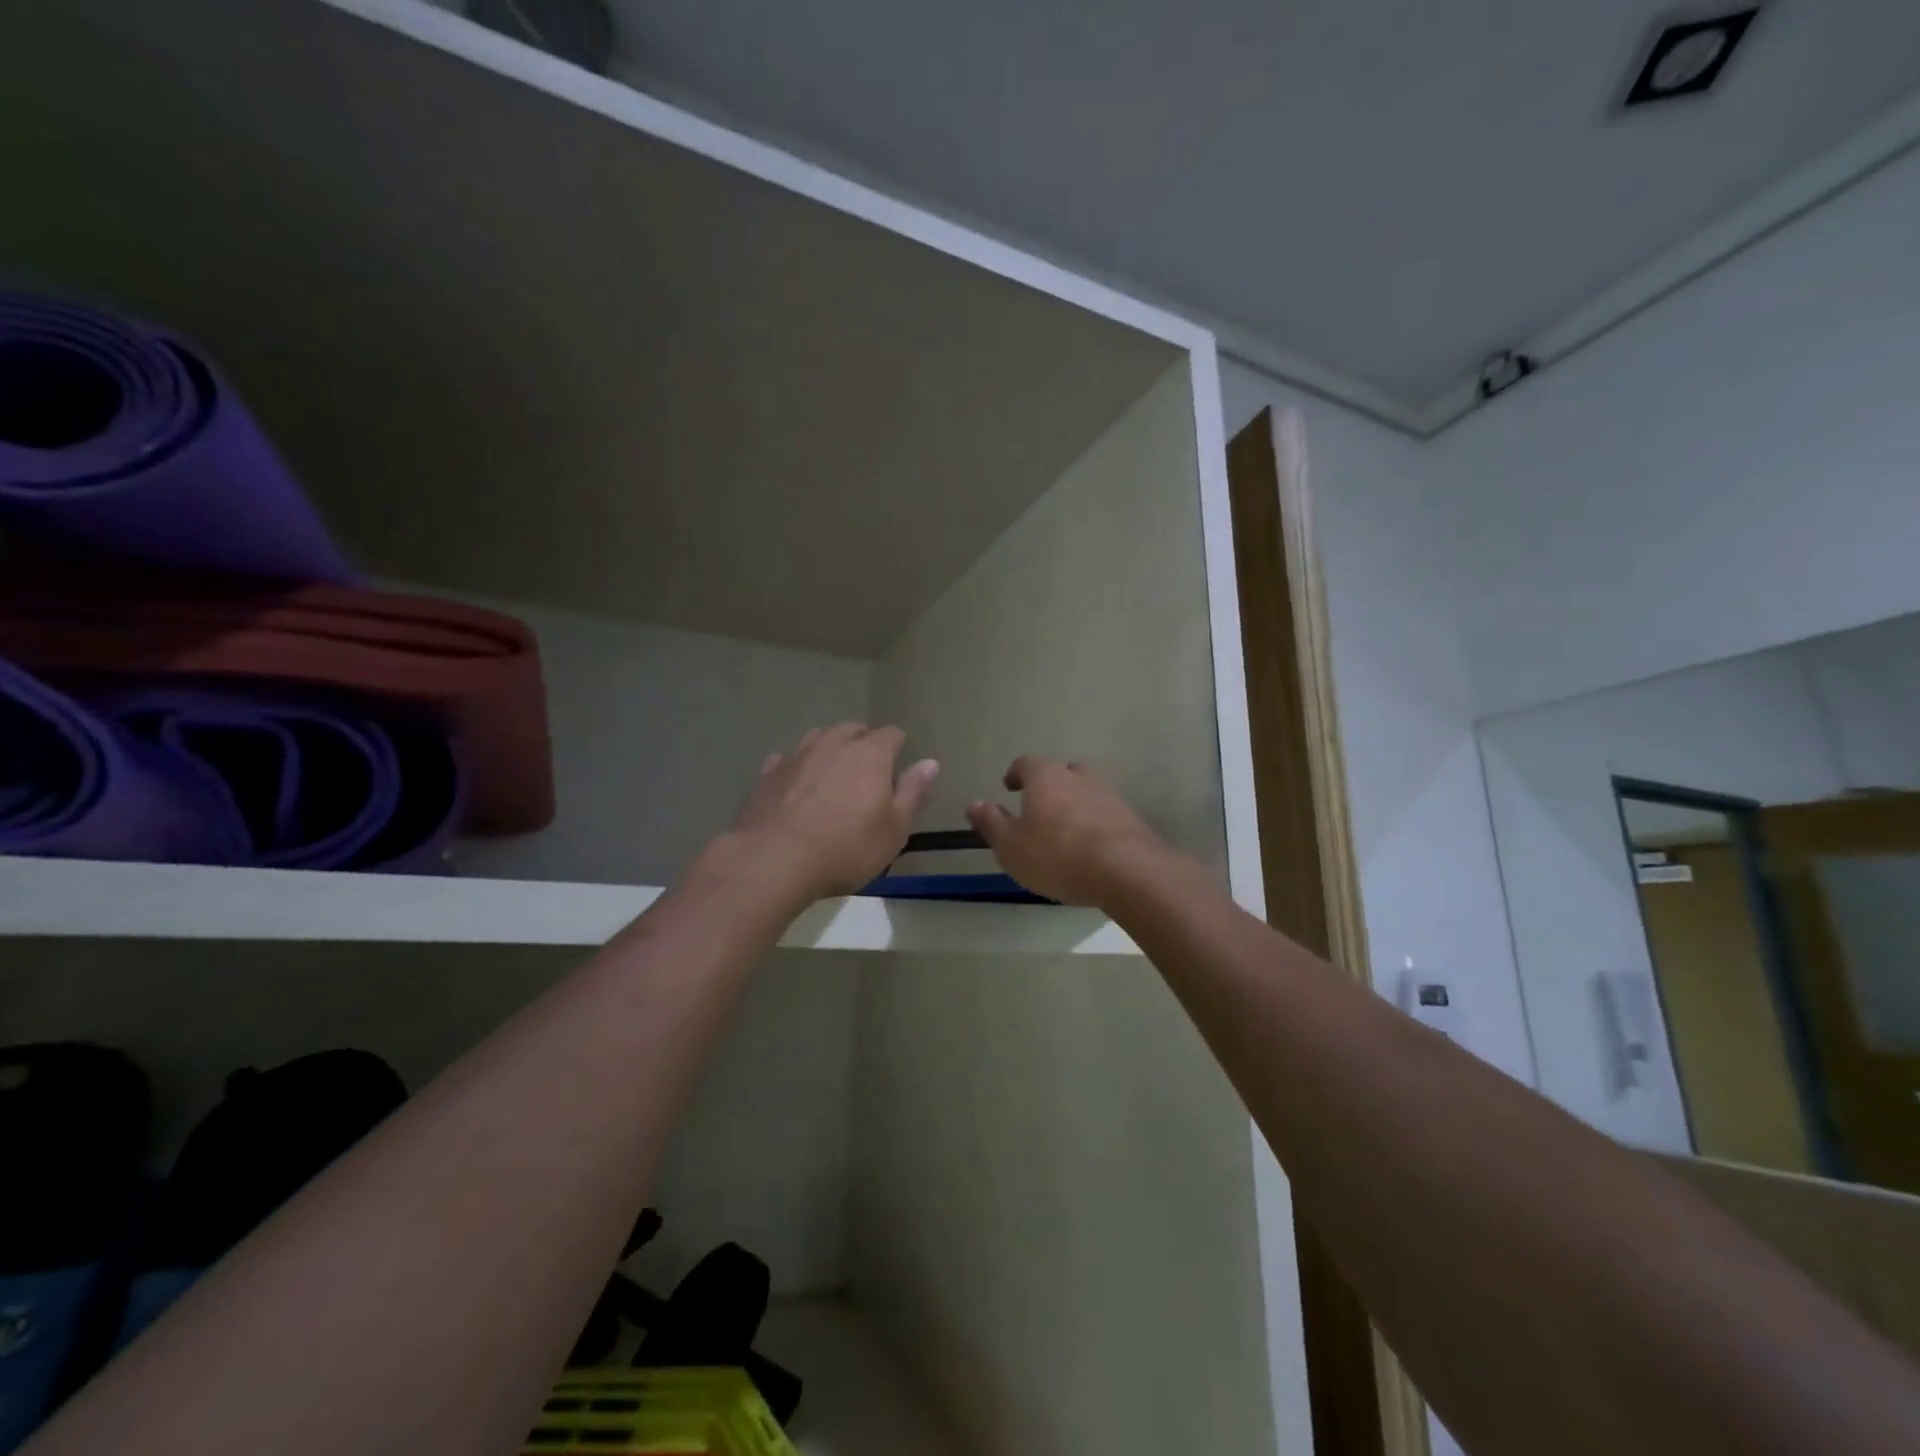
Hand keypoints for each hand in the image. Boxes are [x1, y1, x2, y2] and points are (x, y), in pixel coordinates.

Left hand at [731, 723, 938, 899]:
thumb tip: (930, 763)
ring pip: (818, 738)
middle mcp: (833, 744)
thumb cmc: (846, 848)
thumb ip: (913, 792)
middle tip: (867, 773)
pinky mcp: (767, 774)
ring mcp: (797, 755)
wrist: (775, 861)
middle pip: (852, 730)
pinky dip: (796, 768)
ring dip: (829, 750)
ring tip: (832, 775)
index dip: (897, 748)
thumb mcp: (894, 829)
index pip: (891, 734)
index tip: (897, 770)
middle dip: (863, 743)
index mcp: (870, 754)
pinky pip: (786, 759)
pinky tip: (795, 786)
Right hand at [966, 755, 1163, 906]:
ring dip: (1073, 802)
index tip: (1009, 788)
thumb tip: (974, 803)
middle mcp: (1077, 776)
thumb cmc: (1058, 856)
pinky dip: (1094, 820)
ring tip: (1065, 828)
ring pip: (1085, 788)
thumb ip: (992, 823)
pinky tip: (1090, 844)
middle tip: (1037, 807)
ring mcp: (1108, 793)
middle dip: (1047, 785)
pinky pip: (1104, 810)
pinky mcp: (1129, 814)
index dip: (1016, 774)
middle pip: (1059, 771)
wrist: (1127, 870)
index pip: (1026, 763)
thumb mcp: (1011, 847)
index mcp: (1045, 777)